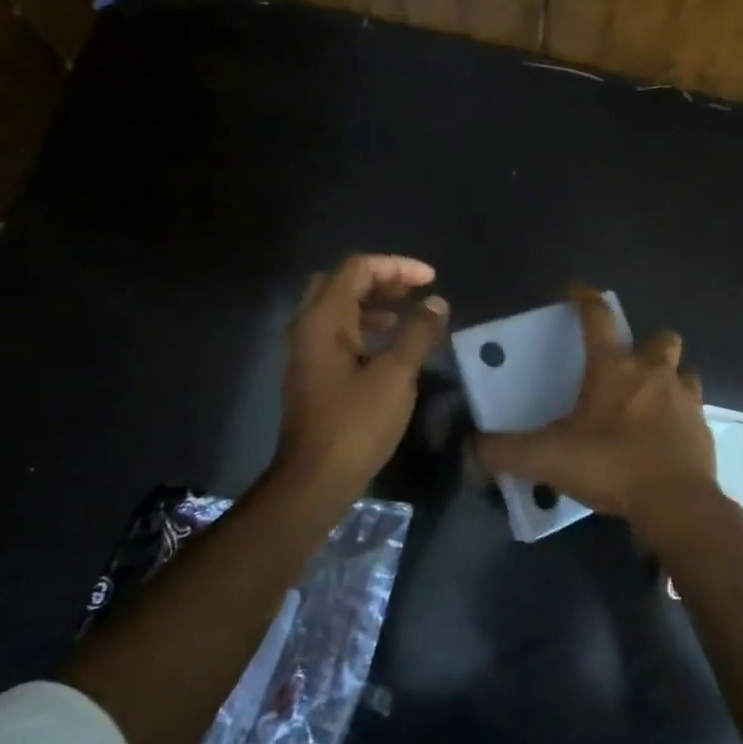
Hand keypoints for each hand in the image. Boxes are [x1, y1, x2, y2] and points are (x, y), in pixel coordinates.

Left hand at [275, 254, 447, 497]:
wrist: (316, 477)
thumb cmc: (357, 423)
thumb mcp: (396, 374)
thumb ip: (418, 332)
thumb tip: (436, 303)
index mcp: (324, 319)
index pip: (358, 268)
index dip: (397, 266)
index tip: (431, 280)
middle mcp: (308, 327)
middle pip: (342, 282)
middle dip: (381, 279)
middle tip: (415, 291)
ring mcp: (306, 351)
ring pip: (338, 308)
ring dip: (373, 303)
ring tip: (409, 314)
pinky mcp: (312, 373)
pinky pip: (337, 332)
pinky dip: (365, 326)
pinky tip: (390, 345)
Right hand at [475, 286, 719, 534]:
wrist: (675, 503)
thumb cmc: (610, 465)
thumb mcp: (546, 459)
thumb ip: (504, 451)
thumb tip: (471, 447)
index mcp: (615, 368)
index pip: (598, 317)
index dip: (585, 298)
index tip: (575, 290)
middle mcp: (654, 373)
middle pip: (660, 338)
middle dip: (645, 343)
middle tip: (627, 366)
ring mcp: (686, 399)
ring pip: (683, 371)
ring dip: (668, 378)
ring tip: (649, 401)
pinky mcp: (704, 428)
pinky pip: (693, 410)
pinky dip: (680, 416)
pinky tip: (663, 437)